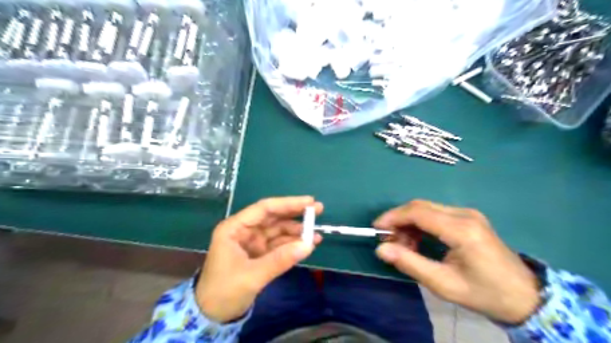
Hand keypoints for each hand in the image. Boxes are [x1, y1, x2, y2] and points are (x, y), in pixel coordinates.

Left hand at [196, 196, 323, 321]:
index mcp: (235, 228)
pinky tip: (307, 245)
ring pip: (278, 231)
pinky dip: (292, 245)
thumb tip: (309, 245)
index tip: (309, 201)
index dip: (288, 203)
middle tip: (318, 210)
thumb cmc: (224, 292)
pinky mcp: (259, 254)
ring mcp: (252, 242)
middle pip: (273, 217)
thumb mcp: (252, 276)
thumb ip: (280, 259)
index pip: (264, 209)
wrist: (212, 316)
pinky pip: (279, 245)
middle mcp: (244, 231)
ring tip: (316, 235)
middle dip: (295, 214)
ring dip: (296, 232)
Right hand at [373, 200, 537, 322]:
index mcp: (461, 230)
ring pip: (426, 208)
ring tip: (403, 245)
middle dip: (399, 220)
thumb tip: (381, 250)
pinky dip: (420, 224)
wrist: (526, 296)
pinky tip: (417, 240)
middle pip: (420, 206)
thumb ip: (410, 264)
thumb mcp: (443, 284)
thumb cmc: (485, 294)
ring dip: (409, 223)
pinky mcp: (468, 218)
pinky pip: (436, 213)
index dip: (393, 217)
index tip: (376, 229)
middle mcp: (464, 214)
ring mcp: (468, 214)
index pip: (418, 212)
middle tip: (388, 241)